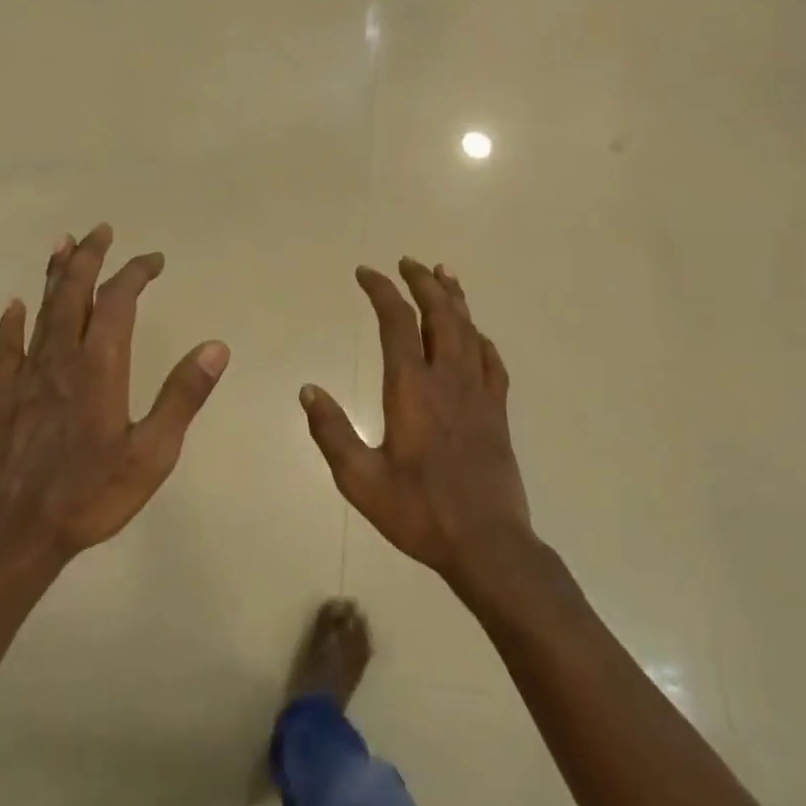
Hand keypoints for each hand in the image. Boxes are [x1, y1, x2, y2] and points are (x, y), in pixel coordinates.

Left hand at [0, 225, 229, 560]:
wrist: (19, 530)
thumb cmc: (93, 493)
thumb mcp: (153, 452)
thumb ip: (183, 396)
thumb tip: (216, 347)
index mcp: (100, 366)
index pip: (118, 302)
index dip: (136, 273)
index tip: (154, 260)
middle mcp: (62, 358)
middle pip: (74, 293)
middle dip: (89, 257)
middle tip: (101, 230)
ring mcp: (30, 376)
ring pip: (42, 311)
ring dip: (54, 275)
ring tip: (62, 244)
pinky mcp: (9, 397)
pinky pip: (8, 349)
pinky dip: (12, 323)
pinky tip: (13, 306)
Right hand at [300, 259, 532, 586]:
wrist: (487, 544)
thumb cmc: (418, 512)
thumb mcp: (360, 480)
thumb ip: (332, 432)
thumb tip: (308, 390)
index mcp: (411, 389)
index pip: (397, 323)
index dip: (382, 291)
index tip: (366, 272)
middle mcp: (448, 380)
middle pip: (439, 314)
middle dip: (422, 282)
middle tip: (407, 261)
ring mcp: (479, 394)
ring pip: (468, 330)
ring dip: (454, 298)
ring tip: (444, 273)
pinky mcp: (497, 412)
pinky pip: (492, 361)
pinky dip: (480, 337)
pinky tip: (476, 333)